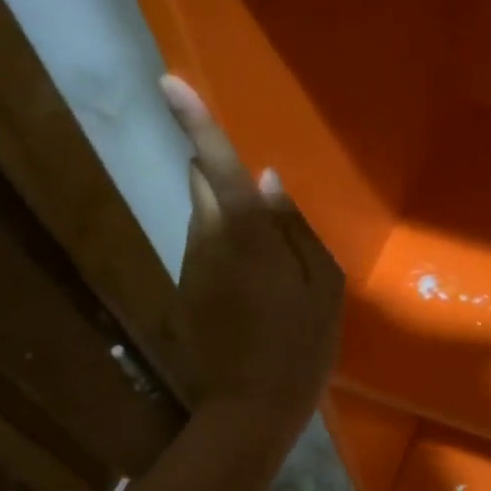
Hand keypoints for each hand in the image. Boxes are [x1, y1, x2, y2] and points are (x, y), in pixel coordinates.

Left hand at [160, 76, 343, 431]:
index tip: (167, 81)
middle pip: (203, 184)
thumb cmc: (300, 346)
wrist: (250, 408)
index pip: (220, 168)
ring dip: (228, 215)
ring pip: (203, 218)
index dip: (195, 124)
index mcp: (248, 237)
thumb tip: (270, 181)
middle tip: (262, 190)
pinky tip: (254, 281)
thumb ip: (297, 228)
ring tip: (268, 246)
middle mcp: (207, 241)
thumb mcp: (322, 286)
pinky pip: (204, 249)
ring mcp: (190, 267)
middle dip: (221, 173)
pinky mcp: (185, 290)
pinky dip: (225, 247)